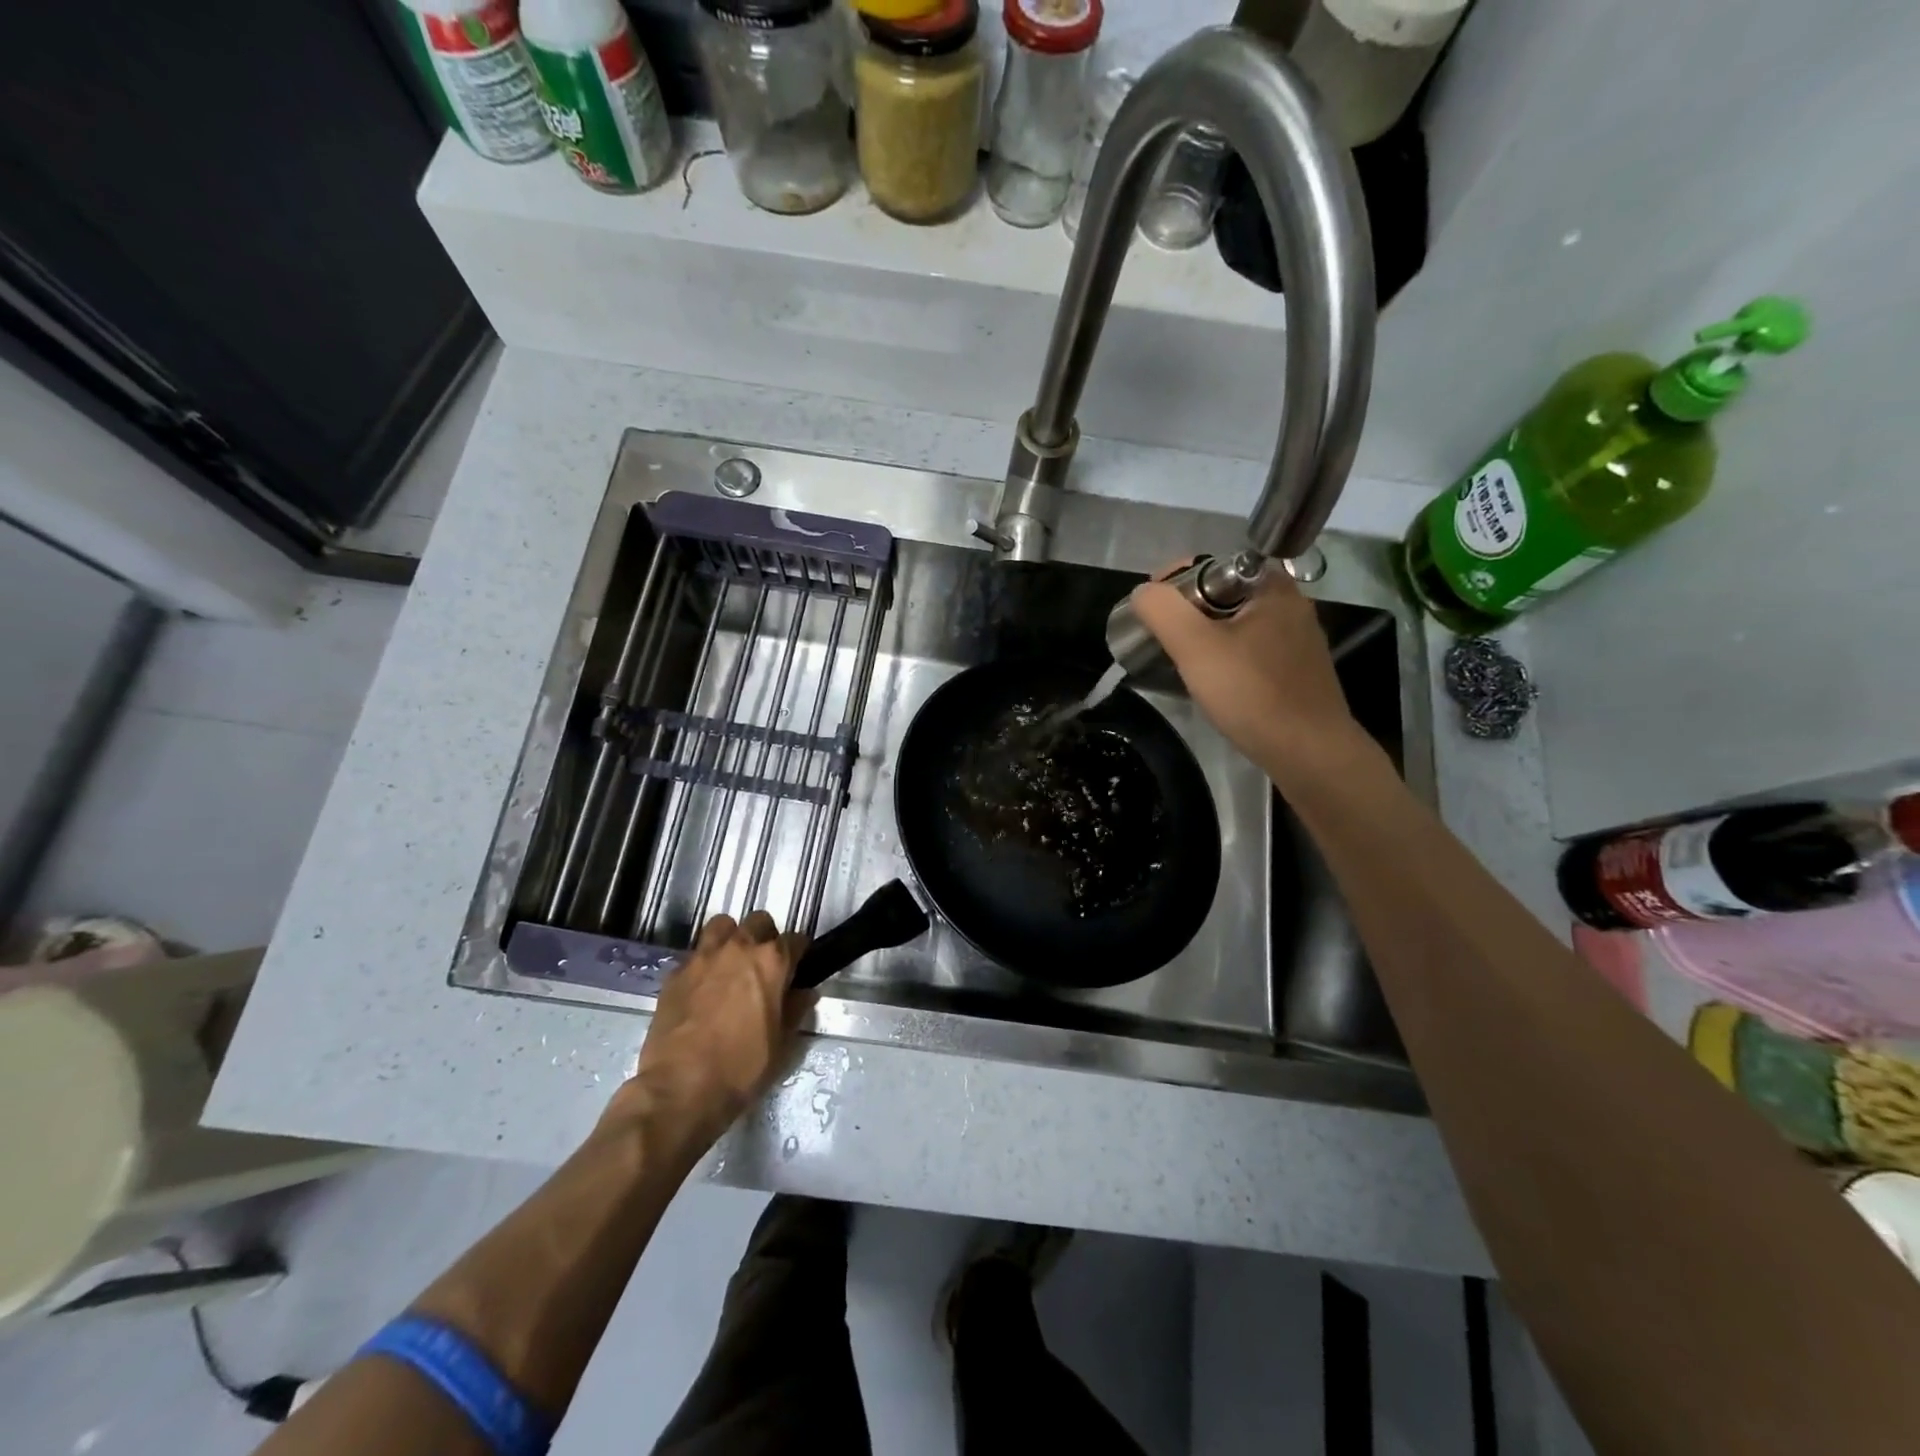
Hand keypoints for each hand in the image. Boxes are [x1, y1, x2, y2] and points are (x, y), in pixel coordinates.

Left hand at [619, 912, 811, 1147]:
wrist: (681, 1088)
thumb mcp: (782, 1043)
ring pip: (722, 926)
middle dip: (765, 937)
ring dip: (731, 937)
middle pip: (758, 922)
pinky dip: (703, 963)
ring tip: (731, 963)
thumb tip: (806, 992)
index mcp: (771, 962)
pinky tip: (702, 987)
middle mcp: (739, 948)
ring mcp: (703, 957)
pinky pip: (694, 955)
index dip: (799, 953)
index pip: (795, 939)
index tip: (797, 966)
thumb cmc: (742, 1067)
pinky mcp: (675, 973)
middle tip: (764, 964)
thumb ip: (796, 1010)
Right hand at [1130, 566, 1369, 781]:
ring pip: (1235, 625)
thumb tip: (1143, 592)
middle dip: (1186, 614)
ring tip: (1180, 663)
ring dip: (1204, 638)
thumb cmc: (1252, 693)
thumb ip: (1162, 610)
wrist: (1309, 752)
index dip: (1174, 583)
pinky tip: (1214, 683)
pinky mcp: (1297, 670)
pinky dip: (1226, 658)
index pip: (1210, 566)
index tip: (1151, 613)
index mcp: (1271, 587)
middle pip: (1222, 596)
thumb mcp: (1195, 647)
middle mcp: (1290, 605)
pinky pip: (1250, 650)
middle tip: (1161, 641)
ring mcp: (1298, 639)